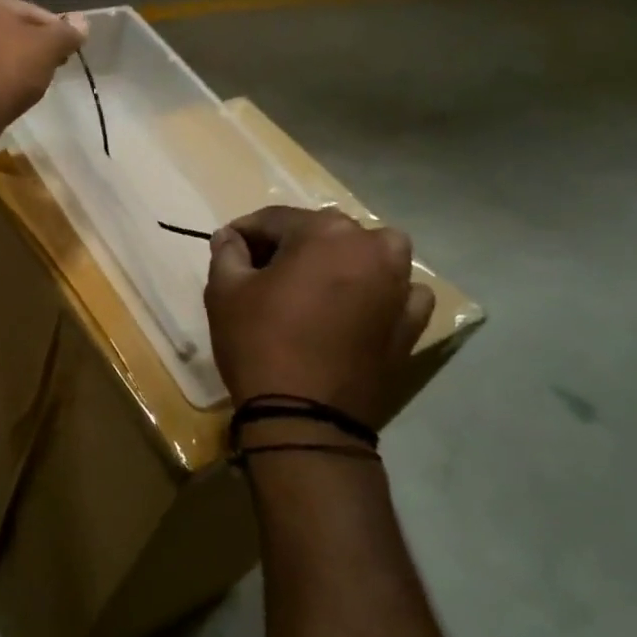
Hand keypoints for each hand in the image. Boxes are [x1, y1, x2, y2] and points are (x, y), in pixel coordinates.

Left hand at [0, 0, 85, 125]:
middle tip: (48, 68)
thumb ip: (66, 32)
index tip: (64, 51)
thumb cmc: (7, 68)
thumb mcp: (48, 47)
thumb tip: (82, 23)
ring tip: (26, 86)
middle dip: (26, 47)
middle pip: (3, 31)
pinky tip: (1, 97)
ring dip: (6, 64)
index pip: (26, 10)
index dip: (51, 31)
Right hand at [205, 206, 435, 432]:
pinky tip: (358, 307)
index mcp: (324, 232)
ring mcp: (399, 285)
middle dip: (292, 245)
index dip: (246, 231)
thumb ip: (228, 253)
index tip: (228, 247)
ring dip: (343, 259)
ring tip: (315, 285)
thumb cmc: (258, 343)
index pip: (275, 219)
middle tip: (263, 271)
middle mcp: (371, 247)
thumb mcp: (224, 292)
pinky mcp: (412, 322)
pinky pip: (399, 291)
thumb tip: (231, 237)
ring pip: (369, 253)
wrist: (305, 417)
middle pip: (323, 232)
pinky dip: (380, 291)